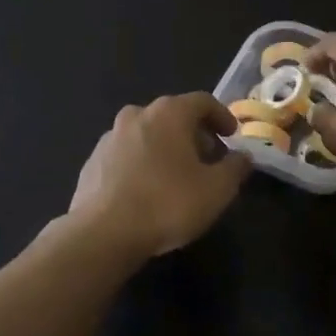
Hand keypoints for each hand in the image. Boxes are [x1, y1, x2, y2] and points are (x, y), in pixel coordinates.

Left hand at [68, 92, 252, 256]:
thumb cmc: (167, 204)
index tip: (232, 136)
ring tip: (178, 175)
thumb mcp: (216, 190)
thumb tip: (243, 156)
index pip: (203, 101)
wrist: (102, 233)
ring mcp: (110, 137)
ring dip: (166, 147)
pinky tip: (148, 189)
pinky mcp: (93, 161)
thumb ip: (235, 168)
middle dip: (194, 133)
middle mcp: (137, 115)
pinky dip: (143, 163)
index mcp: (169, 113)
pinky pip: (127, 154)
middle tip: (208, 158)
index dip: (222, 116)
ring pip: (147, 133)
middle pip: (173, 115)